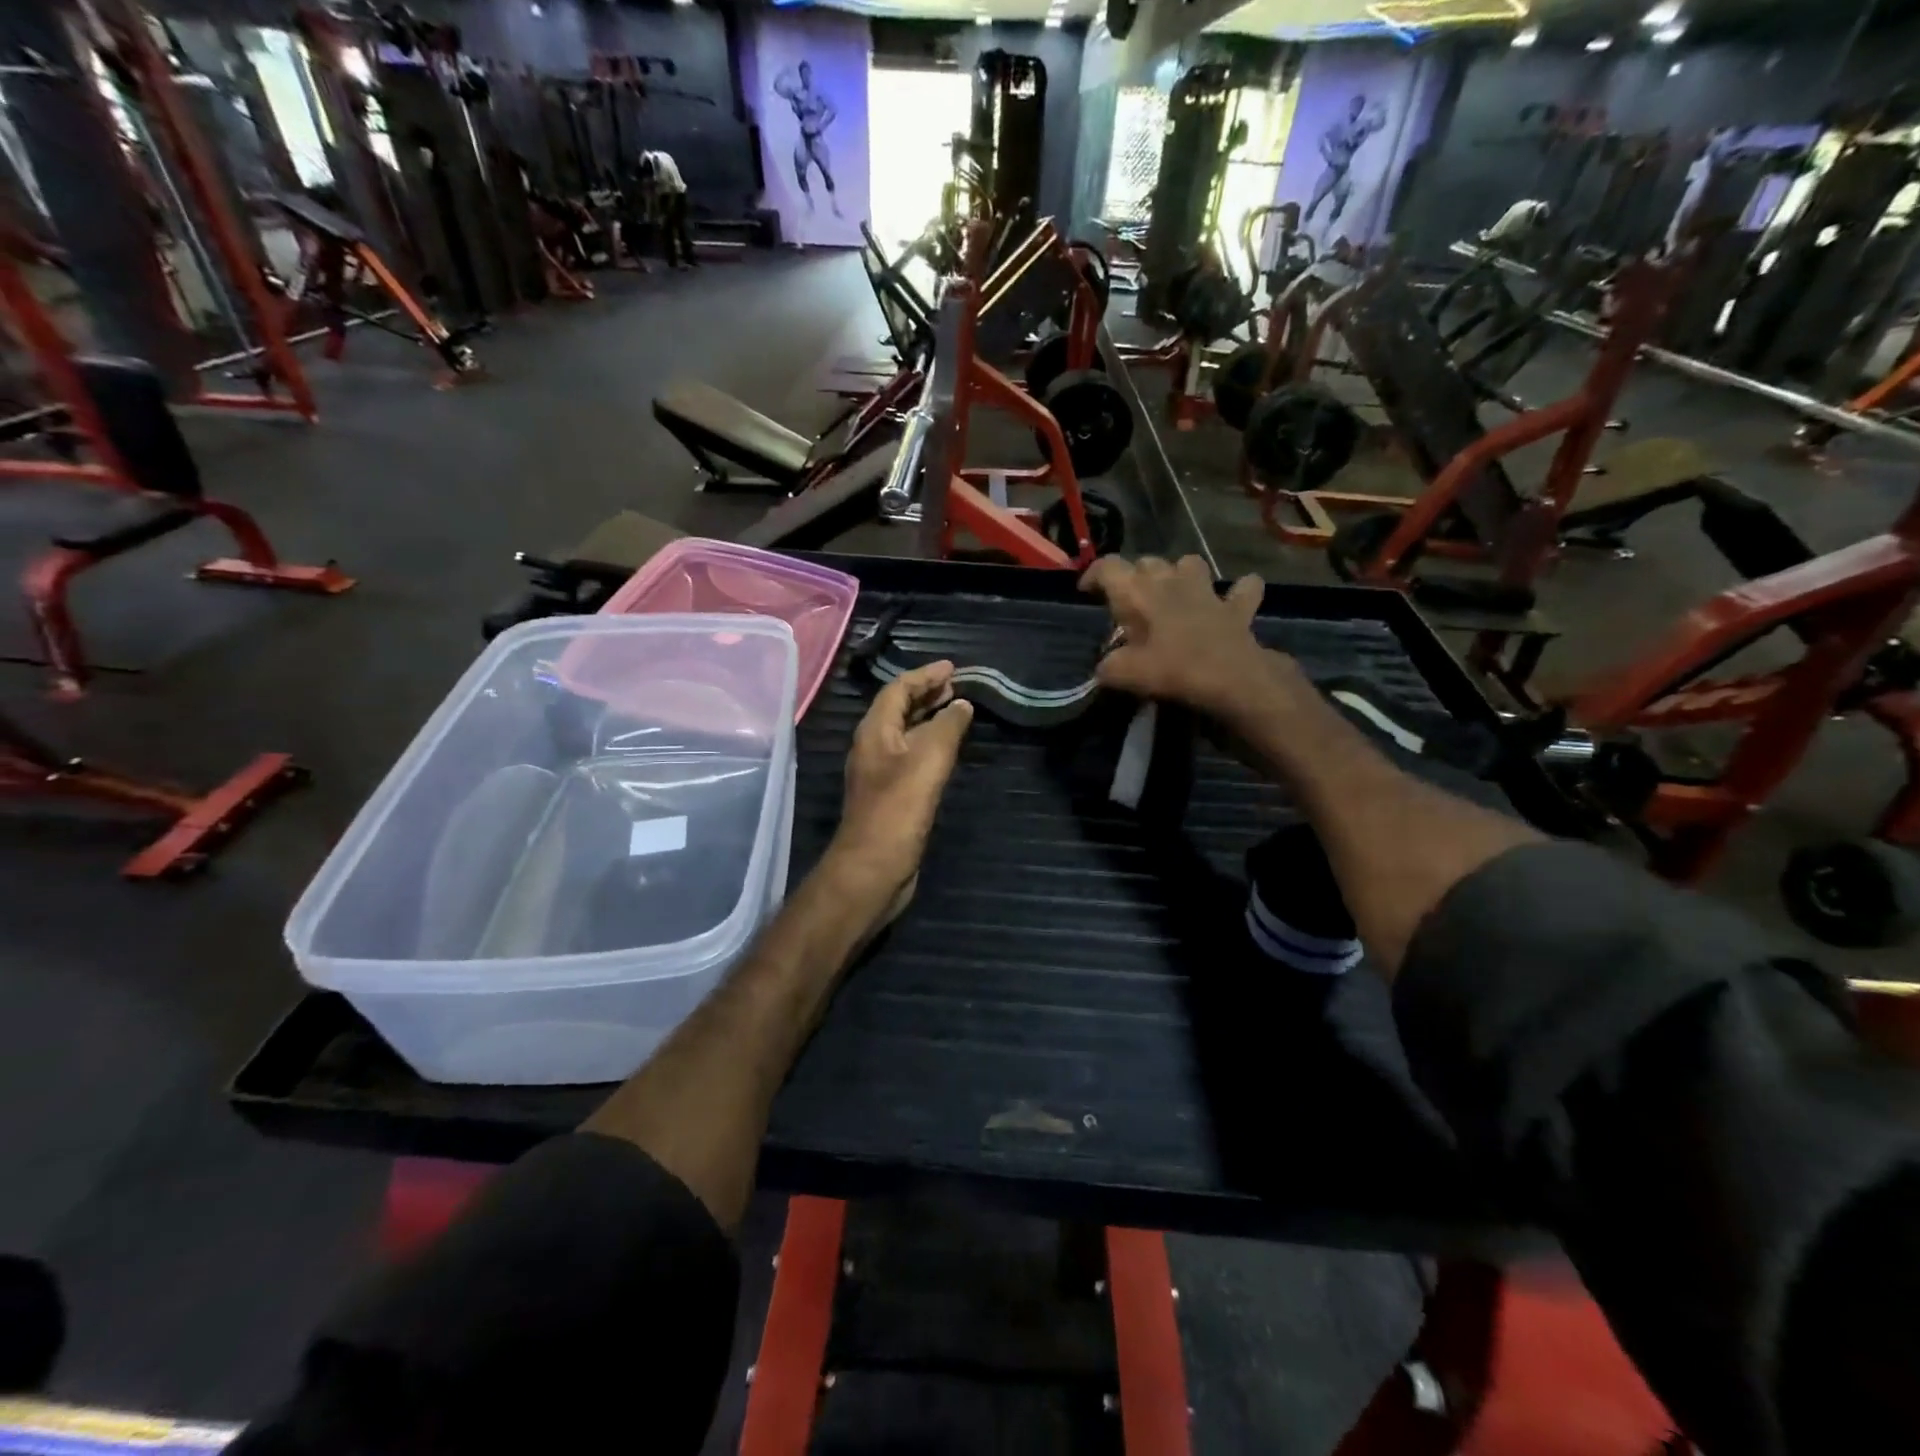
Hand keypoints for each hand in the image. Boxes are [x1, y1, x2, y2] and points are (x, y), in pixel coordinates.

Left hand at [828, 660, 973, 916]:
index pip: (898, 690)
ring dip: (928, 718)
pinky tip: (947, 751)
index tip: (952, 667)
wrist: (872, 869)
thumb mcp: (927, 762)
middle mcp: (873, 747)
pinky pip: (911, 756)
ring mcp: (880, 772)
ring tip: (956, 709)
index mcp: (874, 732)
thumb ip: (946, 728)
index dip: (924, 675)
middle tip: (956, 686)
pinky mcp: (891, 795)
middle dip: (926, 694)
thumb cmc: (897, 811)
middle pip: (898, 709)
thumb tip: (962, 704)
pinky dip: (929, 744)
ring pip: (905, 733)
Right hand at [1080, 555, 1306, 721]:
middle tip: (1129, 603)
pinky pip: (1243, 589)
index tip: (1086, 591)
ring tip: (1174, 593)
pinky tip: (1231, 601)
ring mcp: (1207, 590)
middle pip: (1147, 563)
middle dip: (1135, 577)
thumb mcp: (1126, 674)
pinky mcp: (1236, 607)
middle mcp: (1171, 580)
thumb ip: (1108, 667)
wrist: (1232, 679)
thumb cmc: (1173, 670)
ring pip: (1190, 563)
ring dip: (1180, 573)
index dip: (1093, 574)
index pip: (1108, 567)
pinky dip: (1238, 592)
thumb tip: (1104, 667)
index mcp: (1139, 592)